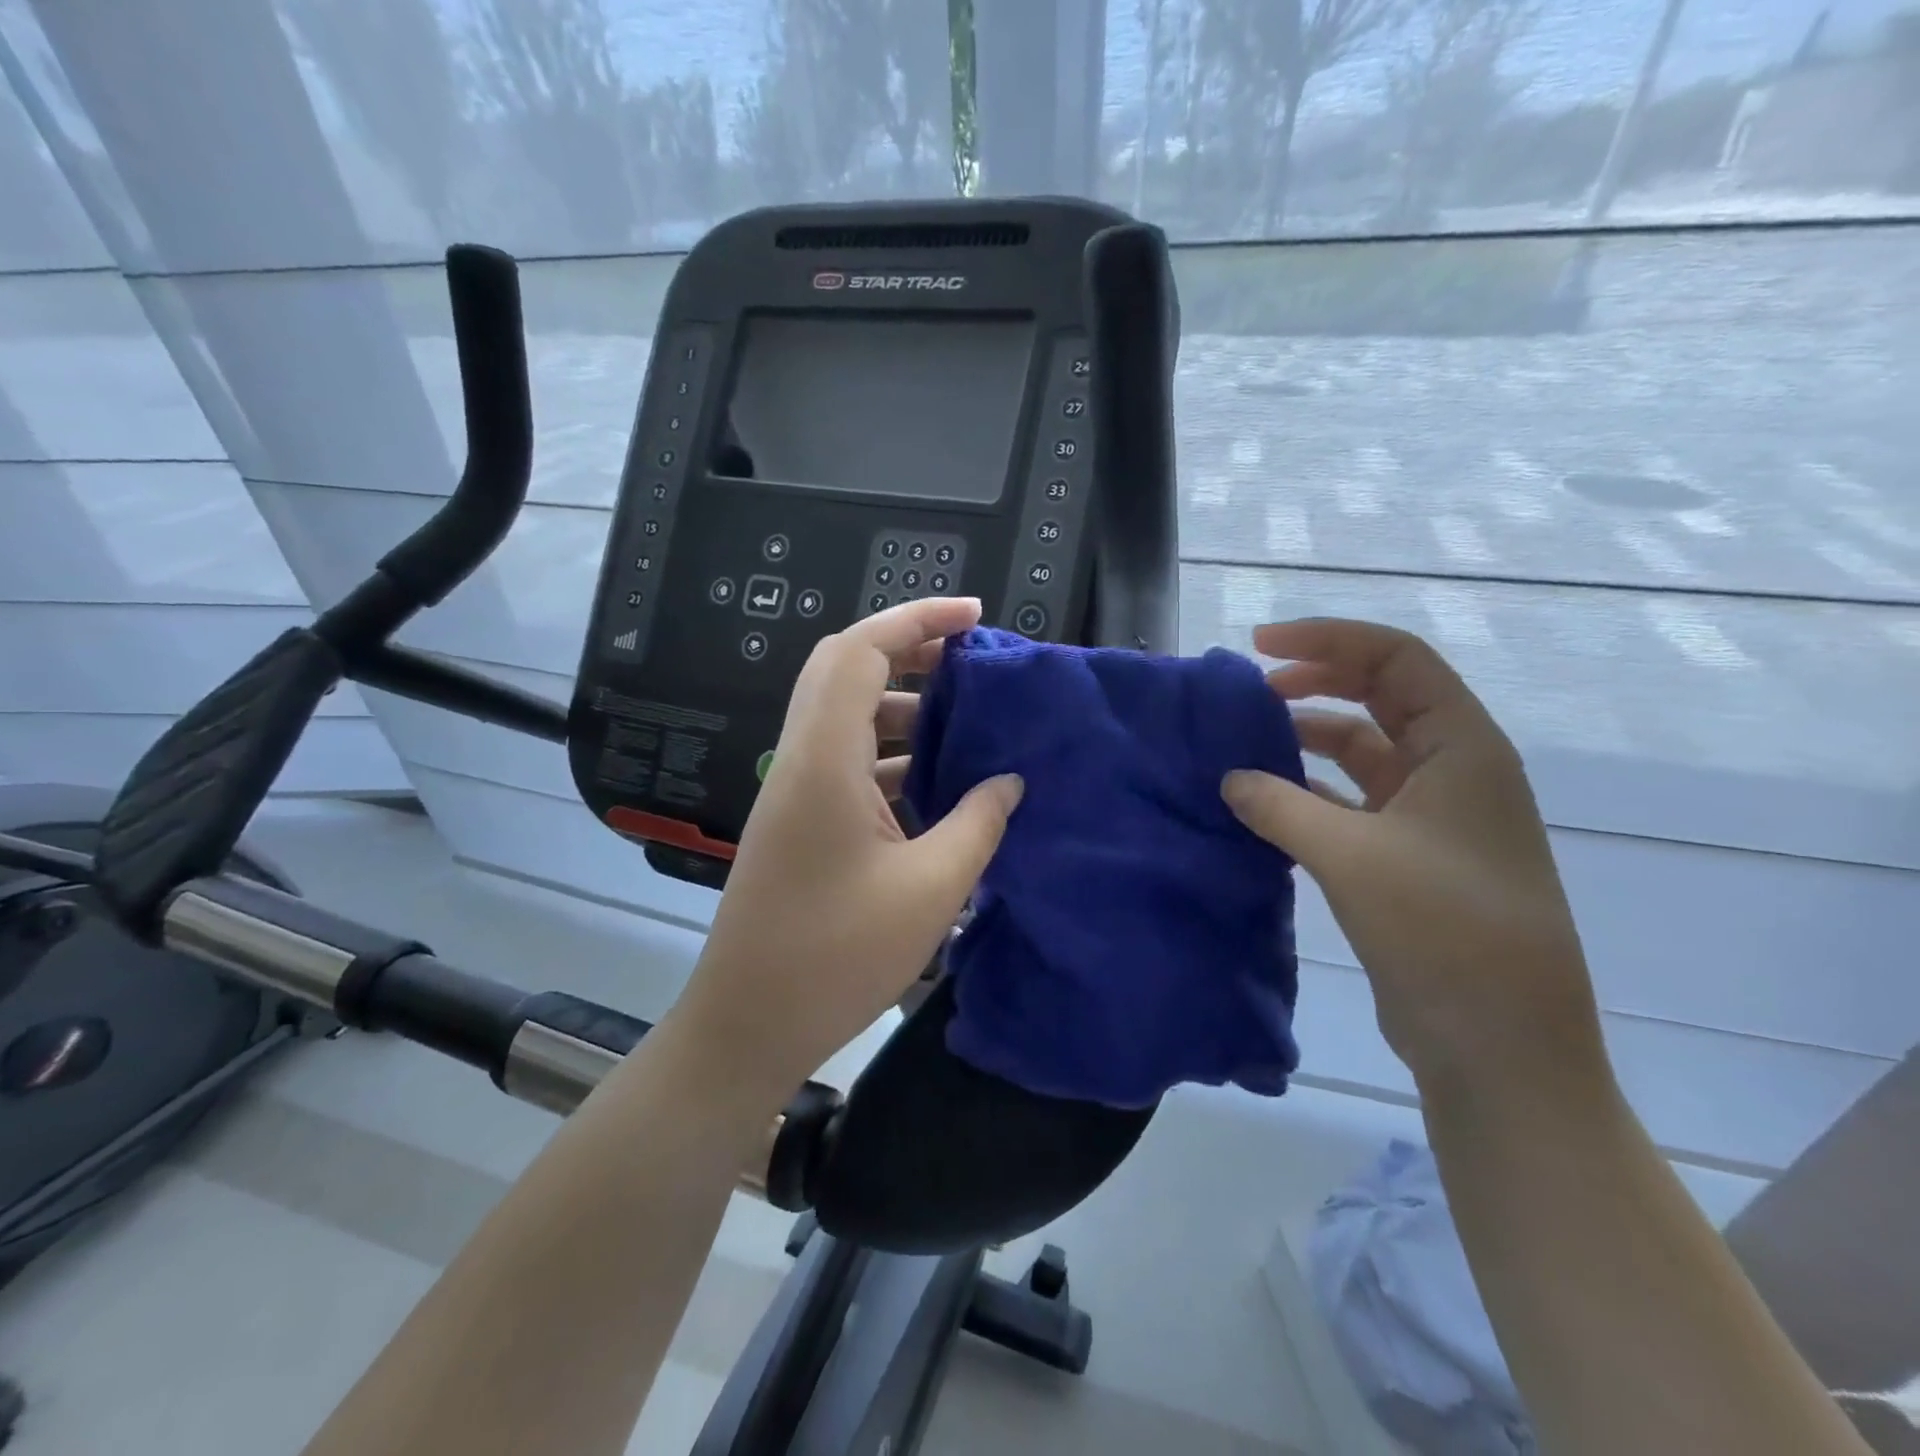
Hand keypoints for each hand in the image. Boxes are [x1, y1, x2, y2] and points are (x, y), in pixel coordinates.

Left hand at [675, 597, 1023, 1099]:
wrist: (748, 1026)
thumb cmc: (837, 957)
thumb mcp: (930, 889)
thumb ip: (978, 822)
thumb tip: (1009, 780)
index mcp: (824, 759)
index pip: (861, 652)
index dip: (917, 619)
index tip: (974, 617)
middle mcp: (801, 759)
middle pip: (845, 670)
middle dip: (908, 651)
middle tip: (968, 660)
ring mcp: (795, 791)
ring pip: (845, 716)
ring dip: (901, 706)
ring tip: (963, 721)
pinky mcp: (798, 821)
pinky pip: (846, 761)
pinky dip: (890, 754)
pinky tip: (935, 784)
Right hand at [1220, 618, 1607, 1093]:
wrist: (1500, 1042)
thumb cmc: (1443, 930)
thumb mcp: (1350, 856)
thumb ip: (1280, 806)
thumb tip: (1230, 779)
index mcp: (1462, 748)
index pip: (1396, 658)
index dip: (1328, 639)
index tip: (1260, 647)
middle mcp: (1452, 770)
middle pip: (1380, 696)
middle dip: (1316, 681)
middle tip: (1250, 691)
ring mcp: (1431, 816)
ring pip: (1362, 750)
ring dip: (1307, 738)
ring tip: (1246, 745)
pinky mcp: (1407, 857)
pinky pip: (1351, 801)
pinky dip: (1308, 791)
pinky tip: (1265, 802)